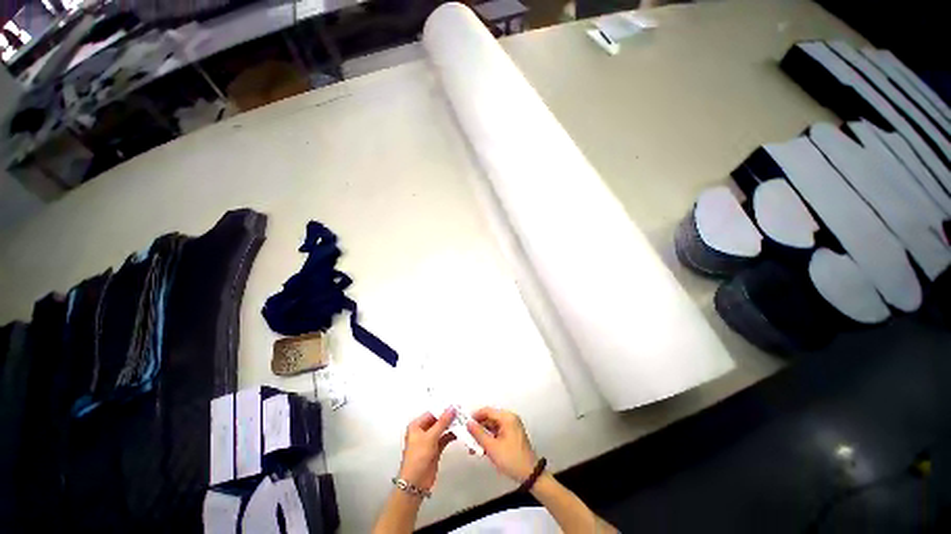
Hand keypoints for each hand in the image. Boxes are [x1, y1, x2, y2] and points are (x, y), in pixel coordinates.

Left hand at [398, 409, 456, 490]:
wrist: (415, 483)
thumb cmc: (417, 458)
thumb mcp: (430, 437)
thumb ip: (442, 422)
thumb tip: (451, 409)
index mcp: (416, 425)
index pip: (432, 413)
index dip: (443, 409)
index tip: (455, 405)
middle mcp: (422, 431)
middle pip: (437, 421)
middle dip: (448, 417)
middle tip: (461, 412)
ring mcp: (429, 441)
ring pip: (442, 429)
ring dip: (451, 426)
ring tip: (462, 420)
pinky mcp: (435, 449)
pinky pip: (445, 438)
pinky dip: (451, 435)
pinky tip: (460, 432)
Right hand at [466, 407, 538, 482]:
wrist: (530, 474)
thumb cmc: (510, 459)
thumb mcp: (492, 447)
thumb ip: (479, 434)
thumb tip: (468, 423)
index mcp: (507, 417)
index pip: (487, 411)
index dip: (475, 416)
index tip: (464, 424)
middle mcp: (510, 418)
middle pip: (490, 418)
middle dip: (478, 427)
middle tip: (468, 437)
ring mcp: (512, 426)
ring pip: (493, 426)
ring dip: (483, 434)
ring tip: (473, 446)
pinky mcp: (512, 434)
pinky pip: (498, 431)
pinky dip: (490, 438)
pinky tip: (483, 448)